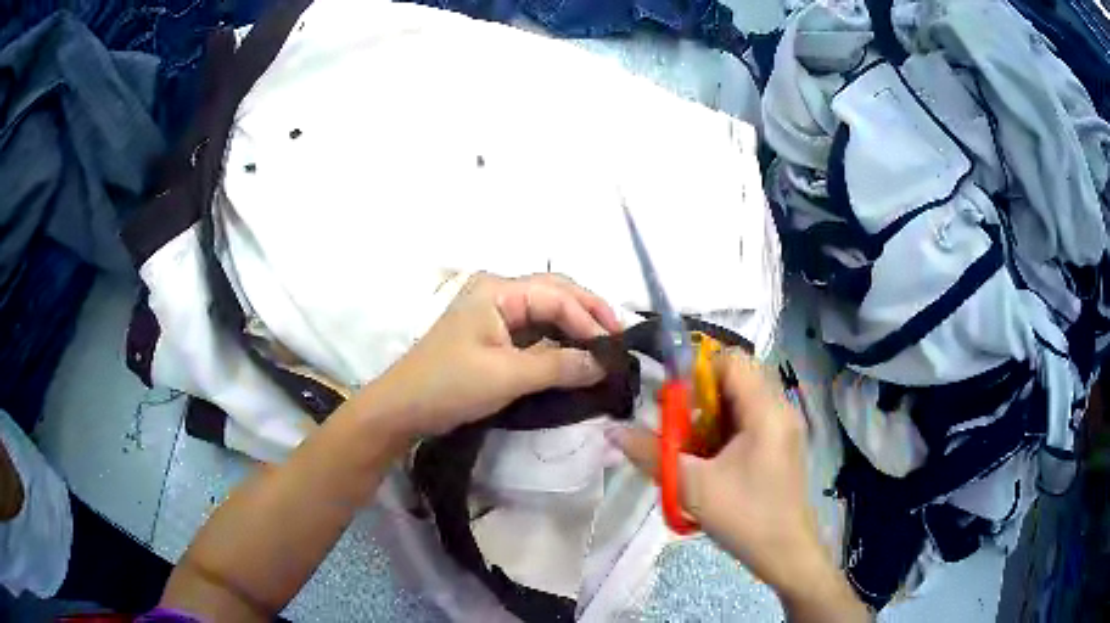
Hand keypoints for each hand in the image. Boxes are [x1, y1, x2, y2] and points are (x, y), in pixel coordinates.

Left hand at [365, 272, 621, 437]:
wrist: (402, 409)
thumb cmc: (449, 385)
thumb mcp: (507, 375)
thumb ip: (559, 365)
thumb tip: (603, 363)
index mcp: (498, 290)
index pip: (557, 296)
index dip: (589, 319)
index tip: (615, 348)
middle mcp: (497, 293)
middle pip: (554, 294)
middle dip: (588, 312)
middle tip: (618, 337)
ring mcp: (493, 314)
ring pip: (545, 312)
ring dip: (575, 327)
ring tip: (603, 346)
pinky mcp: (491, 336)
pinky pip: (533, 331)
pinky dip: (557, 341)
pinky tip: (574, 355)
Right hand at [609, 353, 868, 621]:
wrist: (785, 553)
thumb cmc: (744, 516)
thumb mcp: (692, 487)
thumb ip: (651, 453)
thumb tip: (612, 429)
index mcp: (765, 410)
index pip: (731, 360)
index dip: (697, 370)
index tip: (673, 401)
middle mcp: (780, 408)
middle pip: (737, 376)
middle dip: (702, 393)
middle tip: (678, 422)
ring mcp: (784, 427)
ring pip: (743, 398)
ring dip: (712, 411)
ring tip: (692, 443)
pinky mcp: (782, 444)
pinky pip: (751, 417)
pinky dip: (726, 426)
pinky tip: (712, 457)